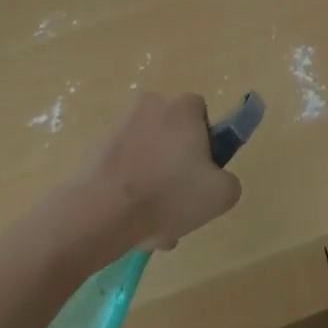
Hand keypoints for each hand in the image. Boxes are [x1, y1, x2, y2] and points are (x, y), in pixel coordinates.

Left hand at [77, 93, 241, 251]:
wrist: (101, 211)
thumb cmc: (168, 194)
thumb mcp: (221, 195)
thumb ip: (230, 181)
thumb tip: (218, 179)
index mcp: (183, 107)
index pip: (202, 115)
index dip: (206, 145)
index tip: (201, 175)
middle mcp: (152, 104)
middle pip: (174, 136)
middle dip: (177, 170)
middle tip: (178, 206)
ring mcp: (120, 124)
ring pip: (149, 155)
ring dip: (154, 184)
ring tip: (154, 223)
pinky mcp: (97, 145)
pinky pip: (125, 165)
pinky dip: (130, 188)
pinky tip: (131, 221)